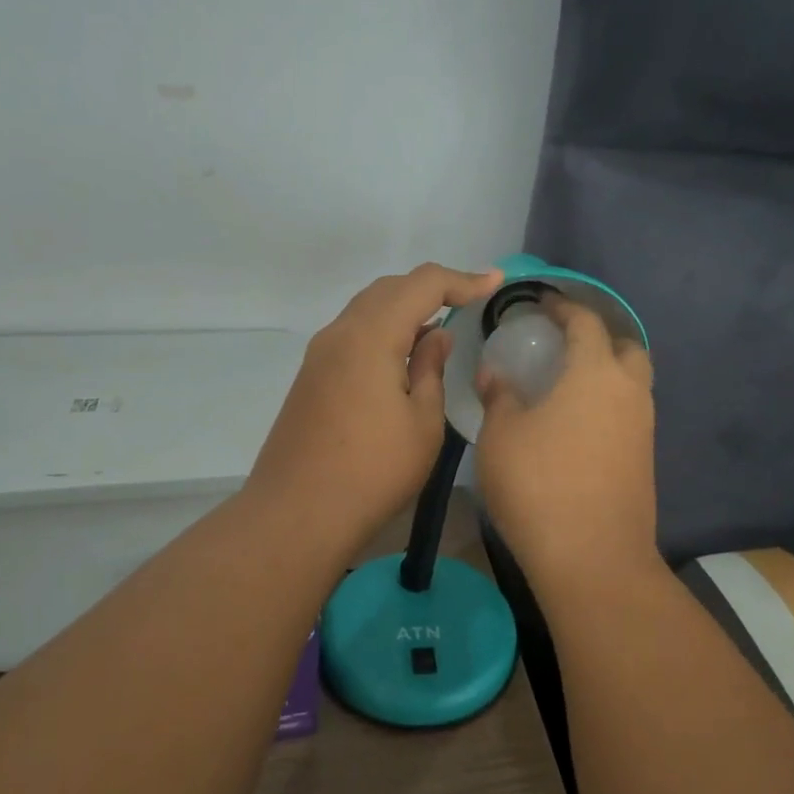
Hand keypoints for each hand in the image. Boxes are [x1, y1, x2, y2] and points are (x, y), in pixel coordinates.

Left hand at [246, 263, 501, 554]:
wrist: (297, 515)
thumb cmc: (373, 471)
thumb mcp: (422, 422)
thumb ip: (431, 369)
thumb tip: (435, 335)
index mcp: (370, 335)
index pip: (421, 284)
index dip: (462, 279)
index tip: (495, 282)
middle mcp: (339, 333)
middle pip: (389, 289)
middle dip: (432, 288)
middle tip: (470, 300)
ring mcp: (319, 355)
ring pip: (367, 310)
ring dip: (405, 309)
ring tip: (440, 328)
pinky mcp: (311, 377)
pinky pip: (353, 334)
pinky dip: (383, 330)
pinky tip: (403, 356)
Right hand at [475, 296, 657, 586]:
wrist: (593, 558)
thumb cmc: (540, 485)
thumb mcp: (502, 436)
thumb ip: (499, 397)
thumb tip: (496, 374)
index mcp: (595, 373)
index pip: (585, 322)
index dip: (563, 307)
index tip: (542, 304)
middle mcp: (629, 393)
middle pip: (626, 347)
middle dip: (598, 337)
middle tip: (563, 345)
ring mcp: (643, 428)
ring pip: (633, 384)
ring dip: (606, 373)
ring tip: (566, 384)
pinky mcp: (645, 460)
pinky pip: (630, 415)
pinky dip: (608, 405)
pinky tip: (577, 424)